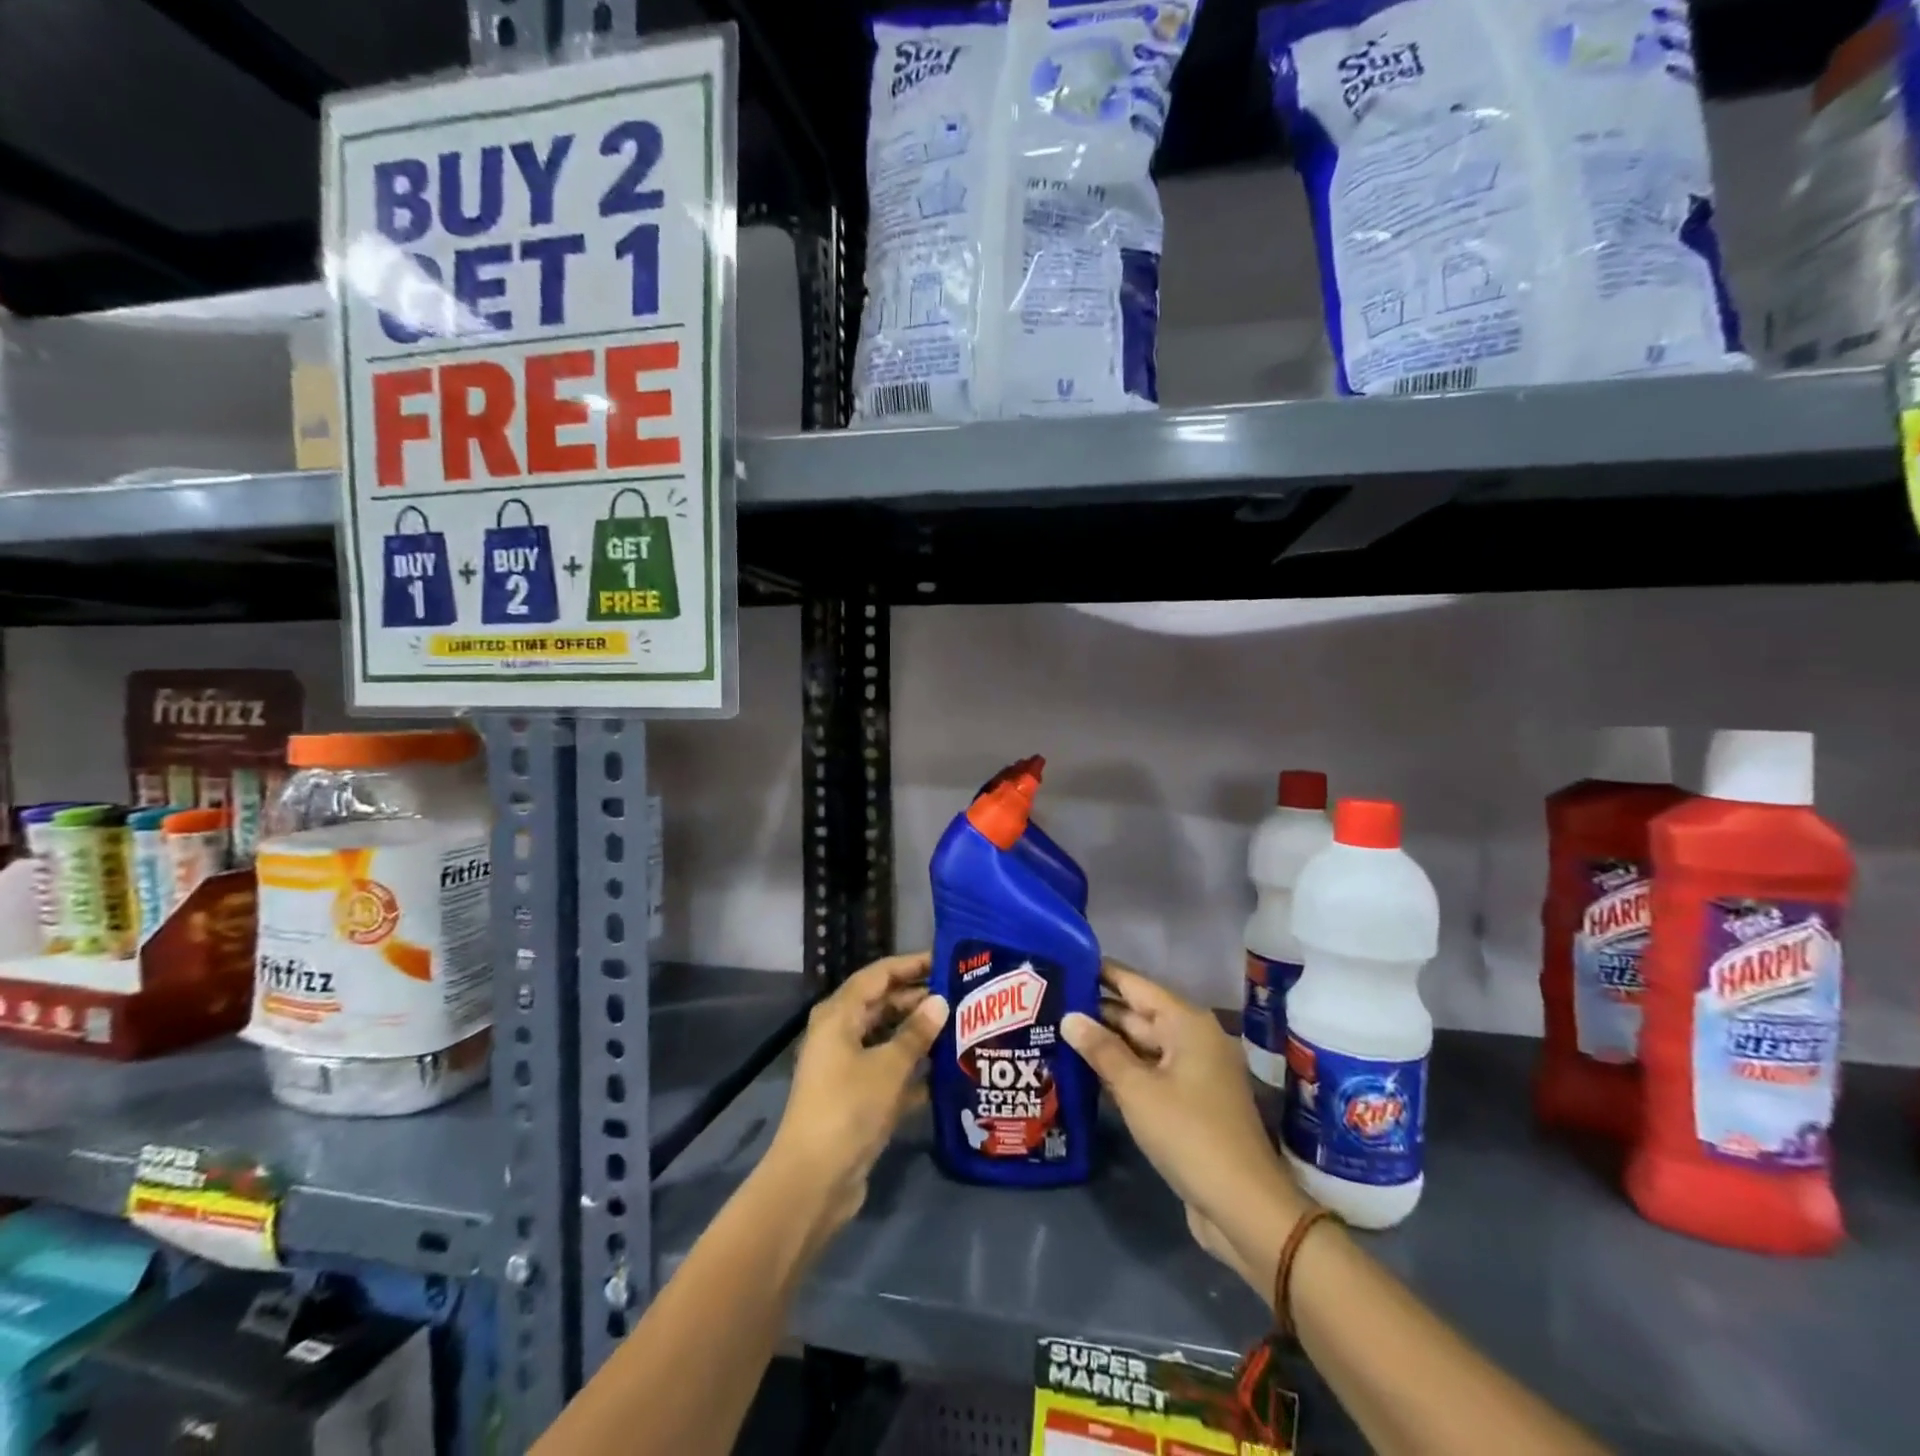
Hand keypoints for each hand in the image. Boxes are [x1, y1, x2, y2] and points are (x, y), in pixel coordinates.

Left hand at [762, 952, 948, 1249]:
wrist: (813, 1181)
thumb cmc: (849, 1108)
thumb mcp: (888, 1066)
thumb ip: (916, 1032)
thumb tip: (940, 1001)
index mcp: (839, 1015)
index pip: (878, 975)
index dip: (911, 965)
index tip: (946, 960)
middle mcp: (839, 1034)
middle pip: (882, 1004)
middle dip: (919, 1000)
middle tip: (962, 996)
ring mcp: (846, 1068)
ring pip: (887, 1039)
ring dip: (919, 1035)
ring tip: (961, 1028)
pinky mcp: (856, 1098)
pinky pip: (888, 1071)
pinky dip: (912, 1069)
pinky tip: (947, 1072)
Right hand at [1063, 960, 1307, 1298]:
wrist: (1243, 1206)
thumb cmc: (1189, 1134)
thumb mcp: (1137, 1089)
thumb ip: (1101, 1050)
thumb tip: (1069, 1016)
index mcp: (1185, 1023)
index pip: (1134, 984)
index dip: (1100, 972)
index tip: (1063, 960)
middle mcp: (1191, 1039)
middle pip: (1135, 1015)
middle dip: (1095, 1010)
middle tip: (1048, 1002)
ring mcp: (1191, 1072)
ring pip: (1139, 1047)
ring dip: (1104, 1044)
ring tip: (1055, 1032)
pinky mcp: (1188, 1103)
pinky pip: (1147, 1074)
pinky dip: (1120, 1071)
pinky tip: (1084, 1072)